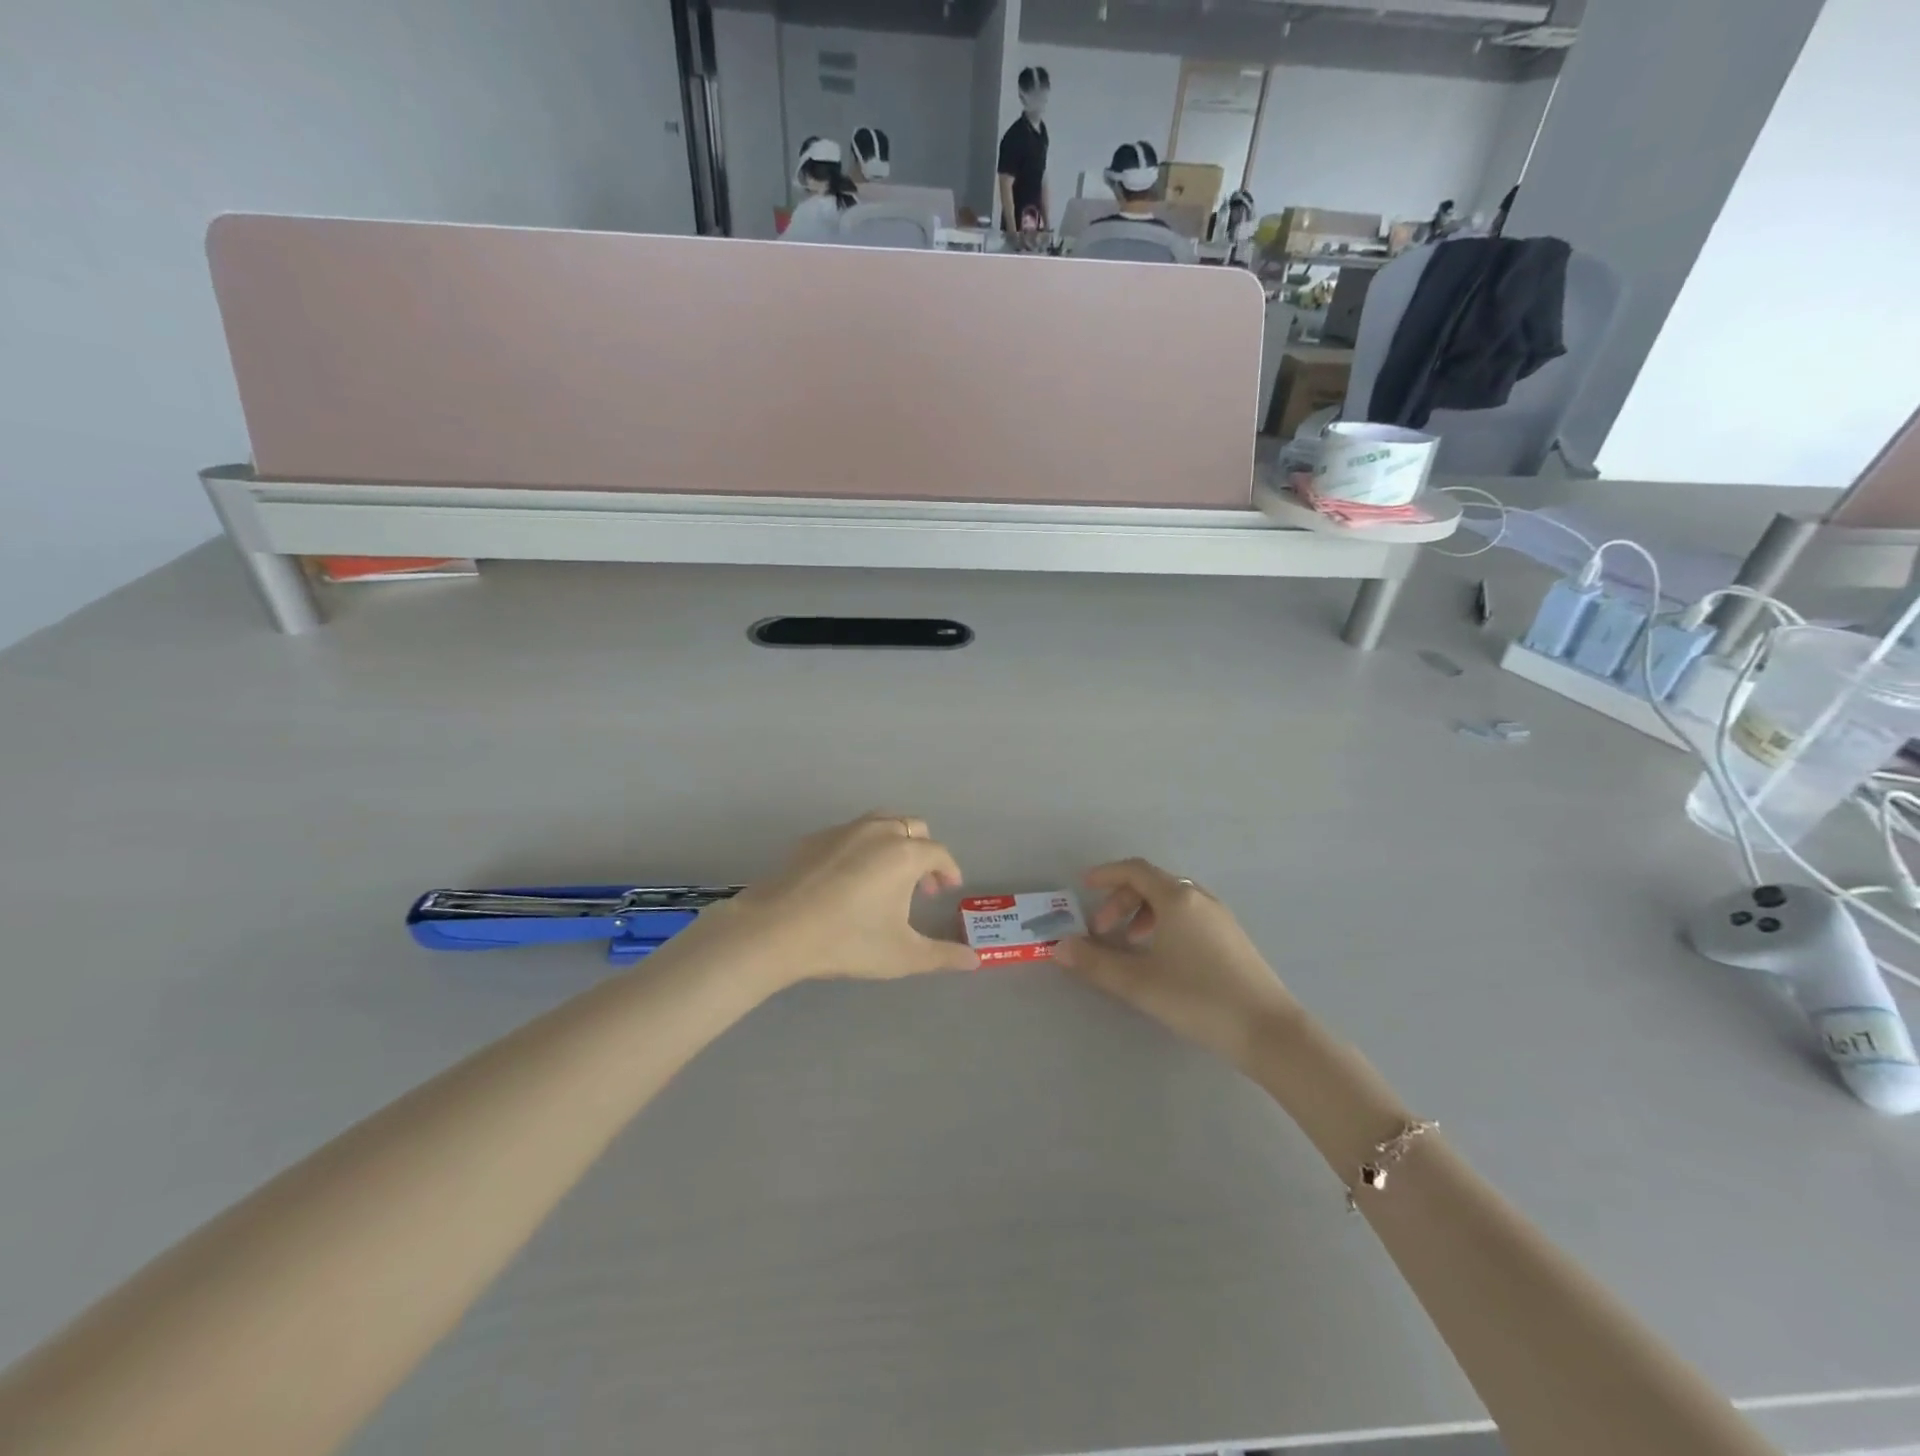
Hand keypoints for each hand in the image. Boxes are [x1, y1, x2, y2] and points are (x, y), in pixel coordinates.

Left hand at [677, 812, 978, 988]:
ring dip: (894, 843)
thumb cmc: (847, 940)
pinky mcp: (814, 838)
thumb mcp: (902, 955)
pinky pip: (850, 833)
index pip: (939, 853)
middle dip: (924, 852)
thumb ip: (942, 956)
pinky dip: (862, 847)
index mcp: (905, 853)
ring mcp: (843, 830)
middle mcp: (878, 831)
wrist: (776, 930)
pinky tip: (849, 879)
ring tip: (888, 877)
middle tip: (922, 885)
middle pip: (913, 828)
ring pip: (880, 823)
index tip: (948, 889)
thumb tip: (975, 960)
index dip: (948, 870)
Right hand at [1054, 859, 1299, 1065]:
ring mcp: (1220, 917)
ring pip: (1172, 900)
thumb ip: (1095, 963)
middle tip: (1103, 931)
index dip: (1106, 874)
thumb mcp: (1139, 982)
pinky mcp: (1233, 938)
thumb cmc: (1198, 998)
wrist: (1268, 1031)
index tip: (1084, 886)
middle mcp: (1199, 898)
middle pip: (1152, 884)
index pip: (1134, 870)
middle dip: (1121, 901)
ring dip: (1143, 914)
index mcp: (1177, 898)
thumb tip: (1059, 947)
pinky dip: (1165, 923)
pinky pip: (1189, 915)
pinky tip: (1163, 957)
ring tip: (1130, 945)